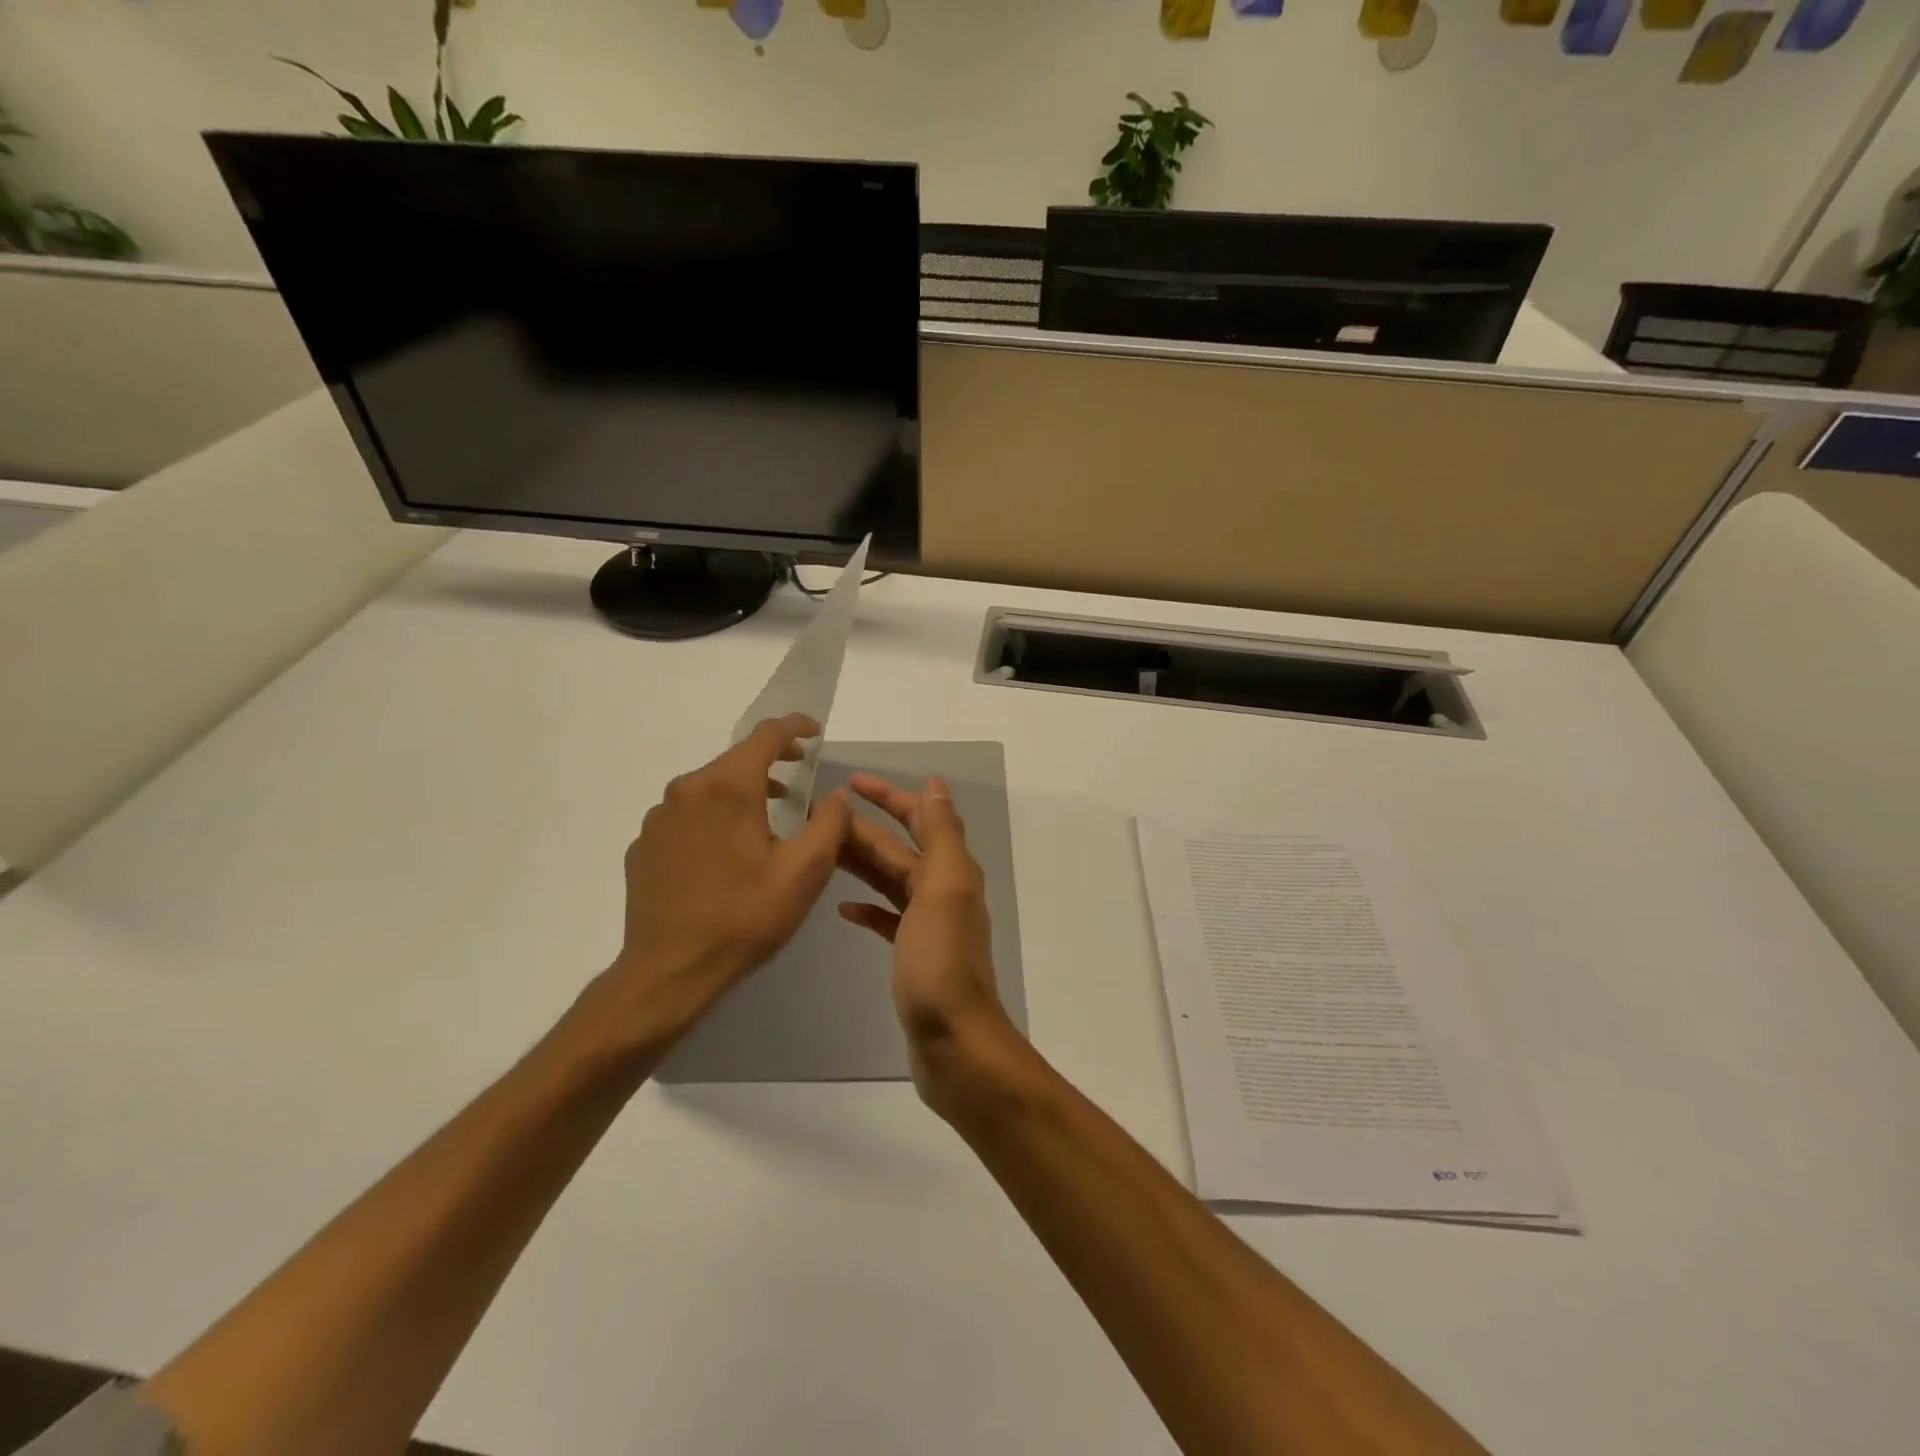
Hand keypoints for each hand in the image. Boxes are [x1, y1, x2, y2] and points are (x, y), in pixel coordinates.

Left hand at [604, 714, 852, 1037]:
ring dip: (741, 791)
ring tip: (768, 815)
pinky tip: (725, 852)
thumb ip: (830, 823)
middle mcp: (686, 791)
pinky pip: (686, 816)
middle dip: (771, 761)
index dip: (794, 727)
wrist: (669, 972)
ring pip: (708, 788)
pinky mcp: (644, 846)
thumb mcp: (804, 872)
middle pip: (734, 760)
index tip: (814, 731)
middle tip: (799, 772)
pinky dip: (712, 818)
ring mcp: (658, 819)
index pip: (765, 736)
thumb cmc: (744, 918)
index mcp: (727, 787)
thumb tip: (835, 795)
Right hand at [837, 773, 1021, 1111]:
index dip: (889, 797)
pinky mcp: (914, 955)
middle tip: (816, 816)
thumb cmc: (942, 963)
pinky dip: (868, 906)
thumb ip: (941, 835)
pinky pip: (888, 918)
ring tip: (821, 850)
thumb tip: (936, 786)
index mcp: (952, 871)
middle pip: (898, 848)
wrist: (954, 1043)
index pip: (919, 819)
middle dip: (863, 828)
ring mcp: (929, 925)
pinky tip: (843, 907)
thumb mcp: (943, 889)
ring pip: (890, 880)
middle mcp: (943, 891)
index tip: (850, 782)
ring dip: (860, 862)